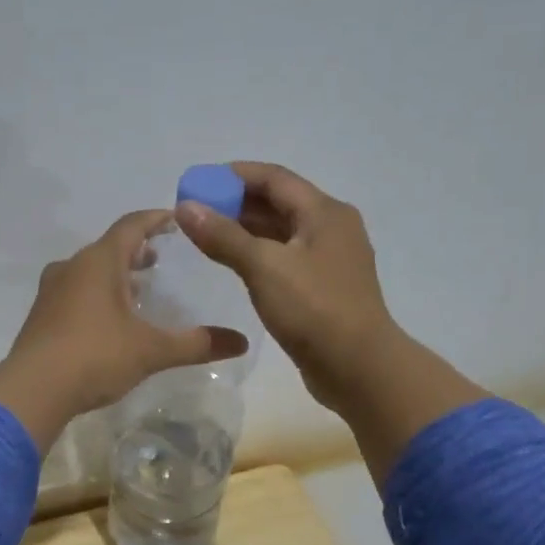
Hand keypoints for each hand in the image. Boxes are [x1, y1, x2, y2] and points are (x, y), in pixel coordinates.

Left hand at [0, 210, 248, 451]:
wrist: (32, 390)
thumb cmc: (95, 357)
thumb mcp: (152, 350)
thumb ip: (196, 344)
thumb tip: (241, 342)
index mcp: (99, 262)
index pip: (132, 226)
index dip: (156, 219)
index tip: (176, 219)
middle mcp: (72, 267)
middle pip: (108, 247)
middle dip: (136, 250)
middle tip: (159, 259)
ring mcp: (51, 291)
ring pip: (89, 271)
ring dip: (114, 274)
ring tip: (138, 289)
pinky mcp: (41, 316)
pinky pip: (74, 292)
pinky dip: (96, 294)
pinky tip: (108, 320)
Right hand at [174, 162, 486, 481]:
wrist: (358, 368)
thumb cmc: (314, 310)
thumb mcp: (264, 267)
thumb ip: (223, 236)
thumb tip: (186, 207)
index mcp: (324, 212)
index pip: (274, 178)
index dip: (233, 175)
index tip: (197, 182)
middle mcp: (331, 228)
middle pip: (278, 202)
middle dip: (235, 202)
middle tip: (194, 211)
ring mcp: (329, 260)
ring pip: (280, 232)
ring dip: (244, 229)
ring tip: (205, 235)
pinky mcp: (322, 289)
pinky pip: (284, 259)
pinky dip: (257, 255)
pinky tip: (232, 264)